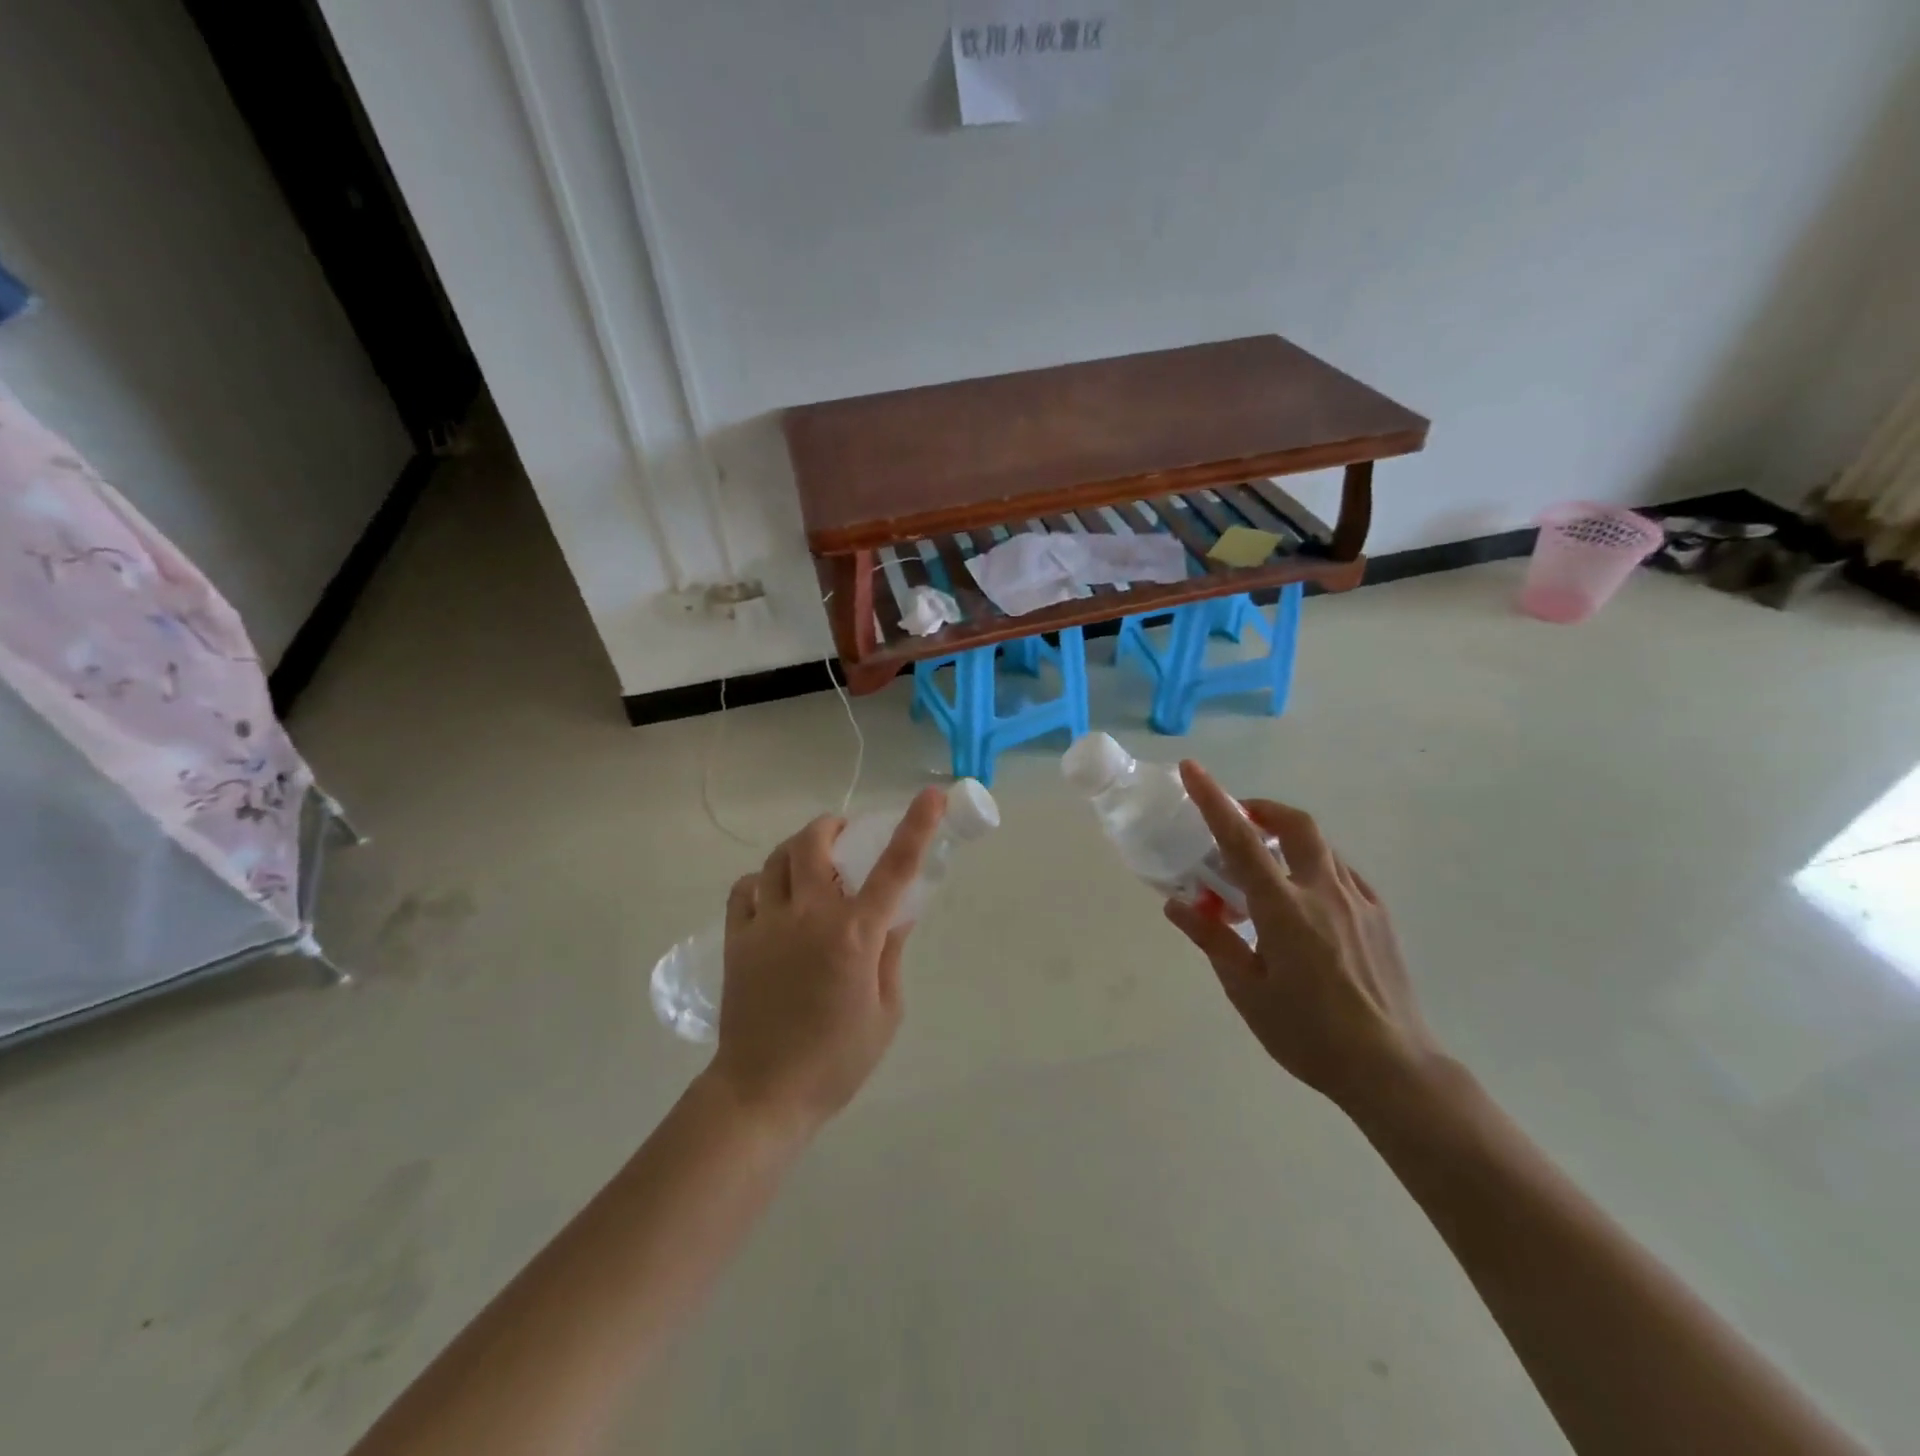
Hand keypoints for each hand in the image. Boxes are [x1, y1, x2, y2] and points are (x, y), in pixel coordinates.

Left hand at [705, 788, 946, 1137]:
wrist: (764, 1094)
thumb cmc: (837, 1059)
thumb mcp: (887, 1011)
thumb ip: (892, 953)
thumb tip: (898, 913)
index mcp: (855, 935)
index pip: (893, 868)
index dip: (915, 826)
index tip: (929, 795)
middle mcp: (809, 917)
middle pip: (814, 842)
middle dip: (833, 827)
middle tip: (846, 837)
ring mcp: (766, 925)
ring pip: (776, 858)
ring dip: (798, 849)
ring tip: (811, 864)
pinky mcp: (736, 940)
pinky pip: (744, 889)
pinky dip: (761, 881)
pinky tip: (774, 897)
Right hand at [1164, 761, 1443, 1112]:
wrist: (1393, 1069)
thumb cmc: (1309, 1034)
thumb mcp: (1247, 991)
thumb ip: (1213, 940)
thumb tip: (1178, 903)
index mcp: (1284, 908)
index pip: (1241, 840)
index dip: (1213, 799)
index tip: (1193, 769)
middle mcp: (1324, 891)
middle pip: (1295, 824)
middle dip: (1262, 809)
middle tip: (1237, 822)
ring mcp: (1358, 901)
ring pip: (1320, 847)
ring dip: (1287, 839)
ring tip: (1264, 869)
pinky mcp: (1379, 917)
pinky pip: (1341, 873)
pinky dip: (1313, 867)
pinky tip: (1303, 902)